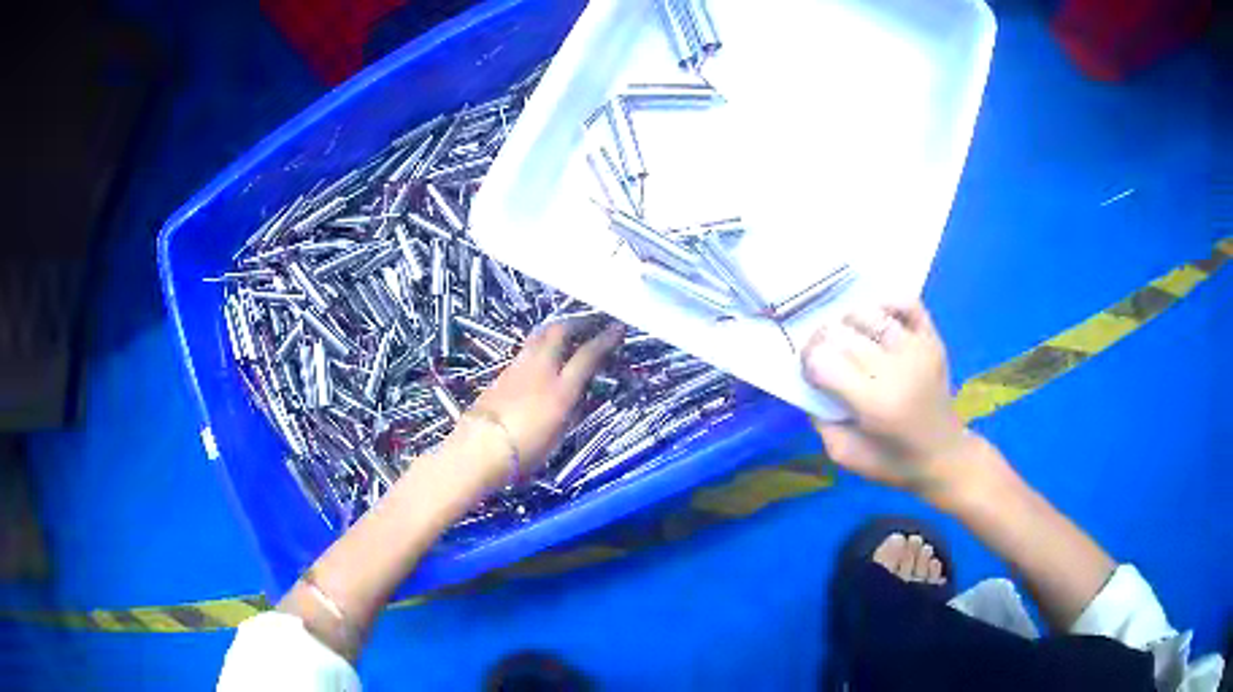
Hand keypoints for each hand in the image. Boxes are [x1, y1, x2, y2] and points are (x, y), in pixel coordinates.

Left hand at [464, 321, 624, 482]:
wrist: (479, 449)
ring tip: (567, 331)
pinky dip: (540, 343)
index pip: (588, 355)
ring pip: (540, 335)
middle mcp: (540, 370)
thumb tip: (577, 394)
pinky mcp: (502, 372)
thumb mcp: (558, 435)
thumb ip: (570, 410)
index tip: (617, 328)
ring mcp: (518, 367)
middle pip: (560, 332)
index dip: (605, 339)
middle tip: (591, 322)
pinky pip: (527, 348)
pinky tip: (543, 352)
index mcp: (560, 389)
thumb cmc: (524, 451)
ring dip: (557, 328)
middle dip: (579, 322)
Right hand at [801, 300, 970, 503]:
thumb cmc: (893, 461)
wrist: (944, 455)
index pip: (823, 361)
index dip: (807, 363)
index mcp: (874, 403)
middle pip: (841, 333)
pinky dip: (886, 303)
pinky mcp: (932, 339)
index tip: (809, 373)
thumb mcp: (845, 455)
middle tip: (823, 356)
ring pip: (868, 313)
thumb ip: (821, 421)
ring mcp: (918, 349)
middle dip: (822, 341)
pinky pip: (906, 303)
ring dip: (849, 323)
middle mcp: (897, 369)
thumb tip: (809, 384)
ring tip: (850, 340)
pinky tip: (877, 320)